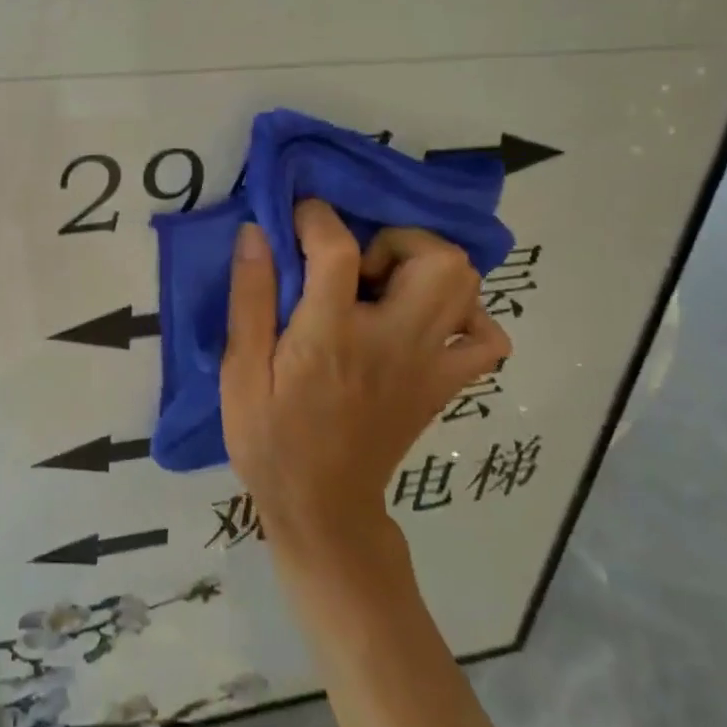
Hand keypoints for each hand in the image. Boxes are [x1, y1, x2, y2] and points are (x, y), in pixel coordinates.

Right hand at [220, 201, 510, 562]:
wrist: (323, 509)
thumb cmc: (270, 437)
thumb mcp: (240, 370)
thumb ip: (250, 297)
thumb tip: (256, 231)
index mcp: (332, 336)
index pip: (340, 250)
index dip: (317, 217)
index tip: (296, 217)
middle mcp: (393, 342)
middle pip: (438, 259)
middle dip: (396, 239)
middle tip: (356, 262)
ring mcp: (429, 365)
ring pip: (467, 286)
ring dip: (428, 267)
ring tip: (384, 285)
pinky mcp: (445, 386)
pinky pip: (486, 339)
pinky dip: (465, 316)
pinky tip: (425, 320)